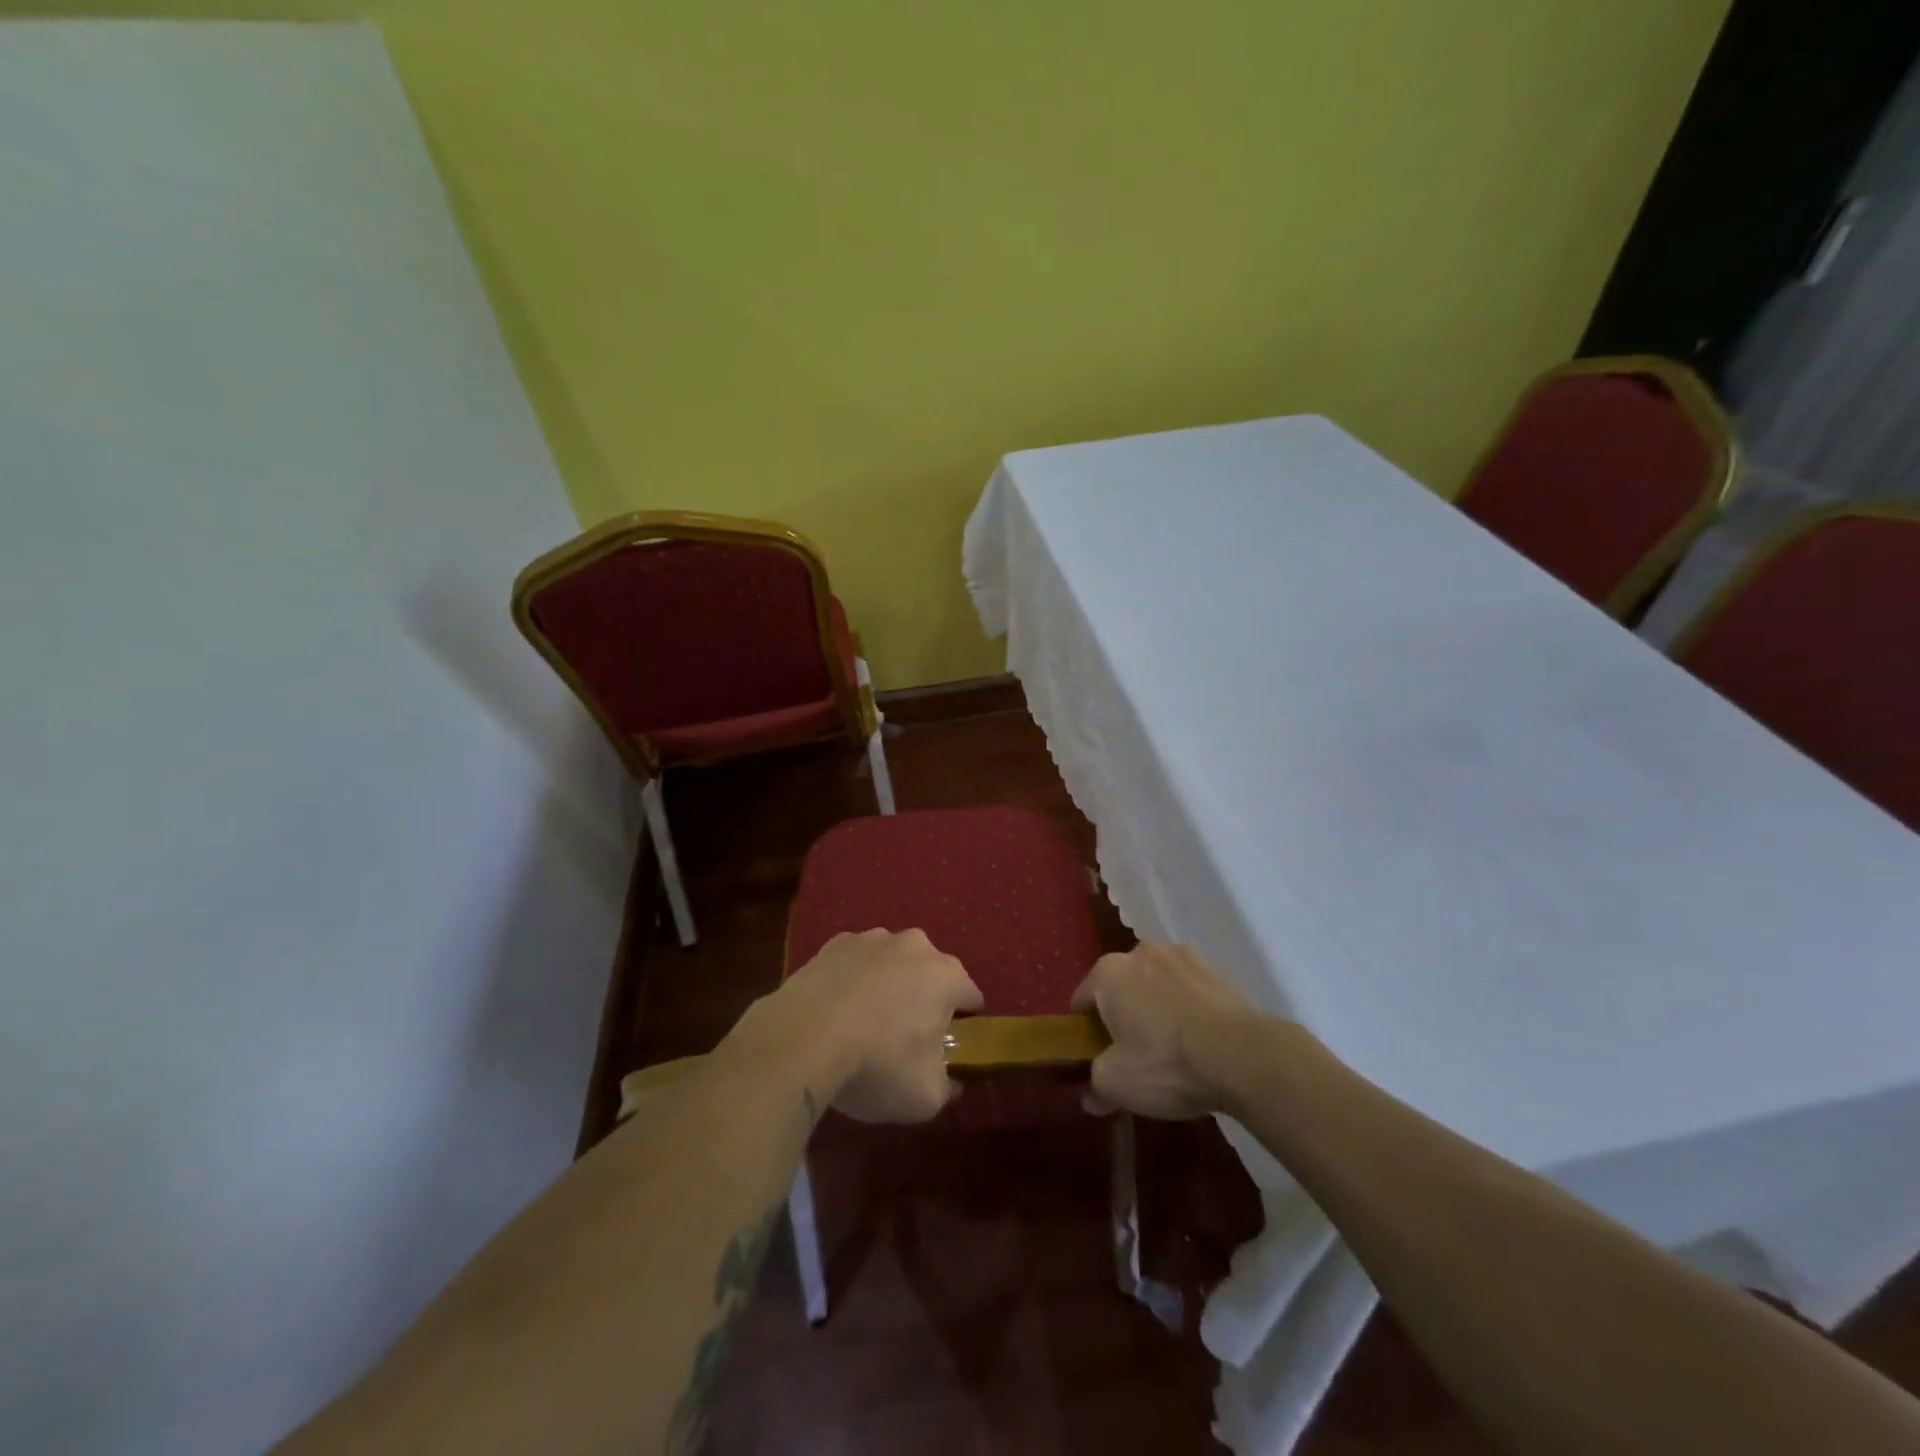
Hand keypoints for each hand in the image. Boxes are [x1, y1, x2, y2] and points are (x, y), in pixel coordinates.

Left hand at [760, 928, 983, 1123]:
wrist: (802, 1038)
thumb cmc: (876, 1065)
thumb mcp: (925, 1097)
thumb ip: (948, 1087)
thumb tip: (951, 1082)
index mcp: (946, 975)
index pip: (971, 997)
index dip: (964, 1024)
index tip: (947, 1050)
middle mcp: (915, 945)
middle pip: (931, 974)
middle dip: (924, 1000)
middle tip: (905, 1039)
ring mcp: (872, 938)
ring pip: (893, 963)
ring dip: (888, 985)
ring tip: (865, 1024)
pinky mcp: (835, 943)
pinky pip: (856, 963)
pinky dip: (853, 980)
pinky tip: (836, 1010)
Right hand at [1071, 942, 1264, 1118]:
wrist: (1244, 1056)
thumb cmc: (1167, 1063)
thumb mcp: (1118, 1084)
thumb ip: (1095, 1084)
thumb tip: (1090, 1095)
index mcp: (1108, 972)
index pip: (1082, 999)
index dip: (1085, 1030)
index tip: (1096, 1056)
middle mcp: (1140, 952)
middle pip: (1120, 986)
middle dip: (1122, 1014)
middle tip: (1133, 1054)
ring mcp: (1181, 955)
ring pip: (1156, 983)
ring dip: (1156, 1005)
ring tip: (1172, 1047)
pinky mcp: (1216, 968)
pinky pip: (1188, 988)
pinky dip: (1187, 1006)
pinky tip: (1200, 1039)